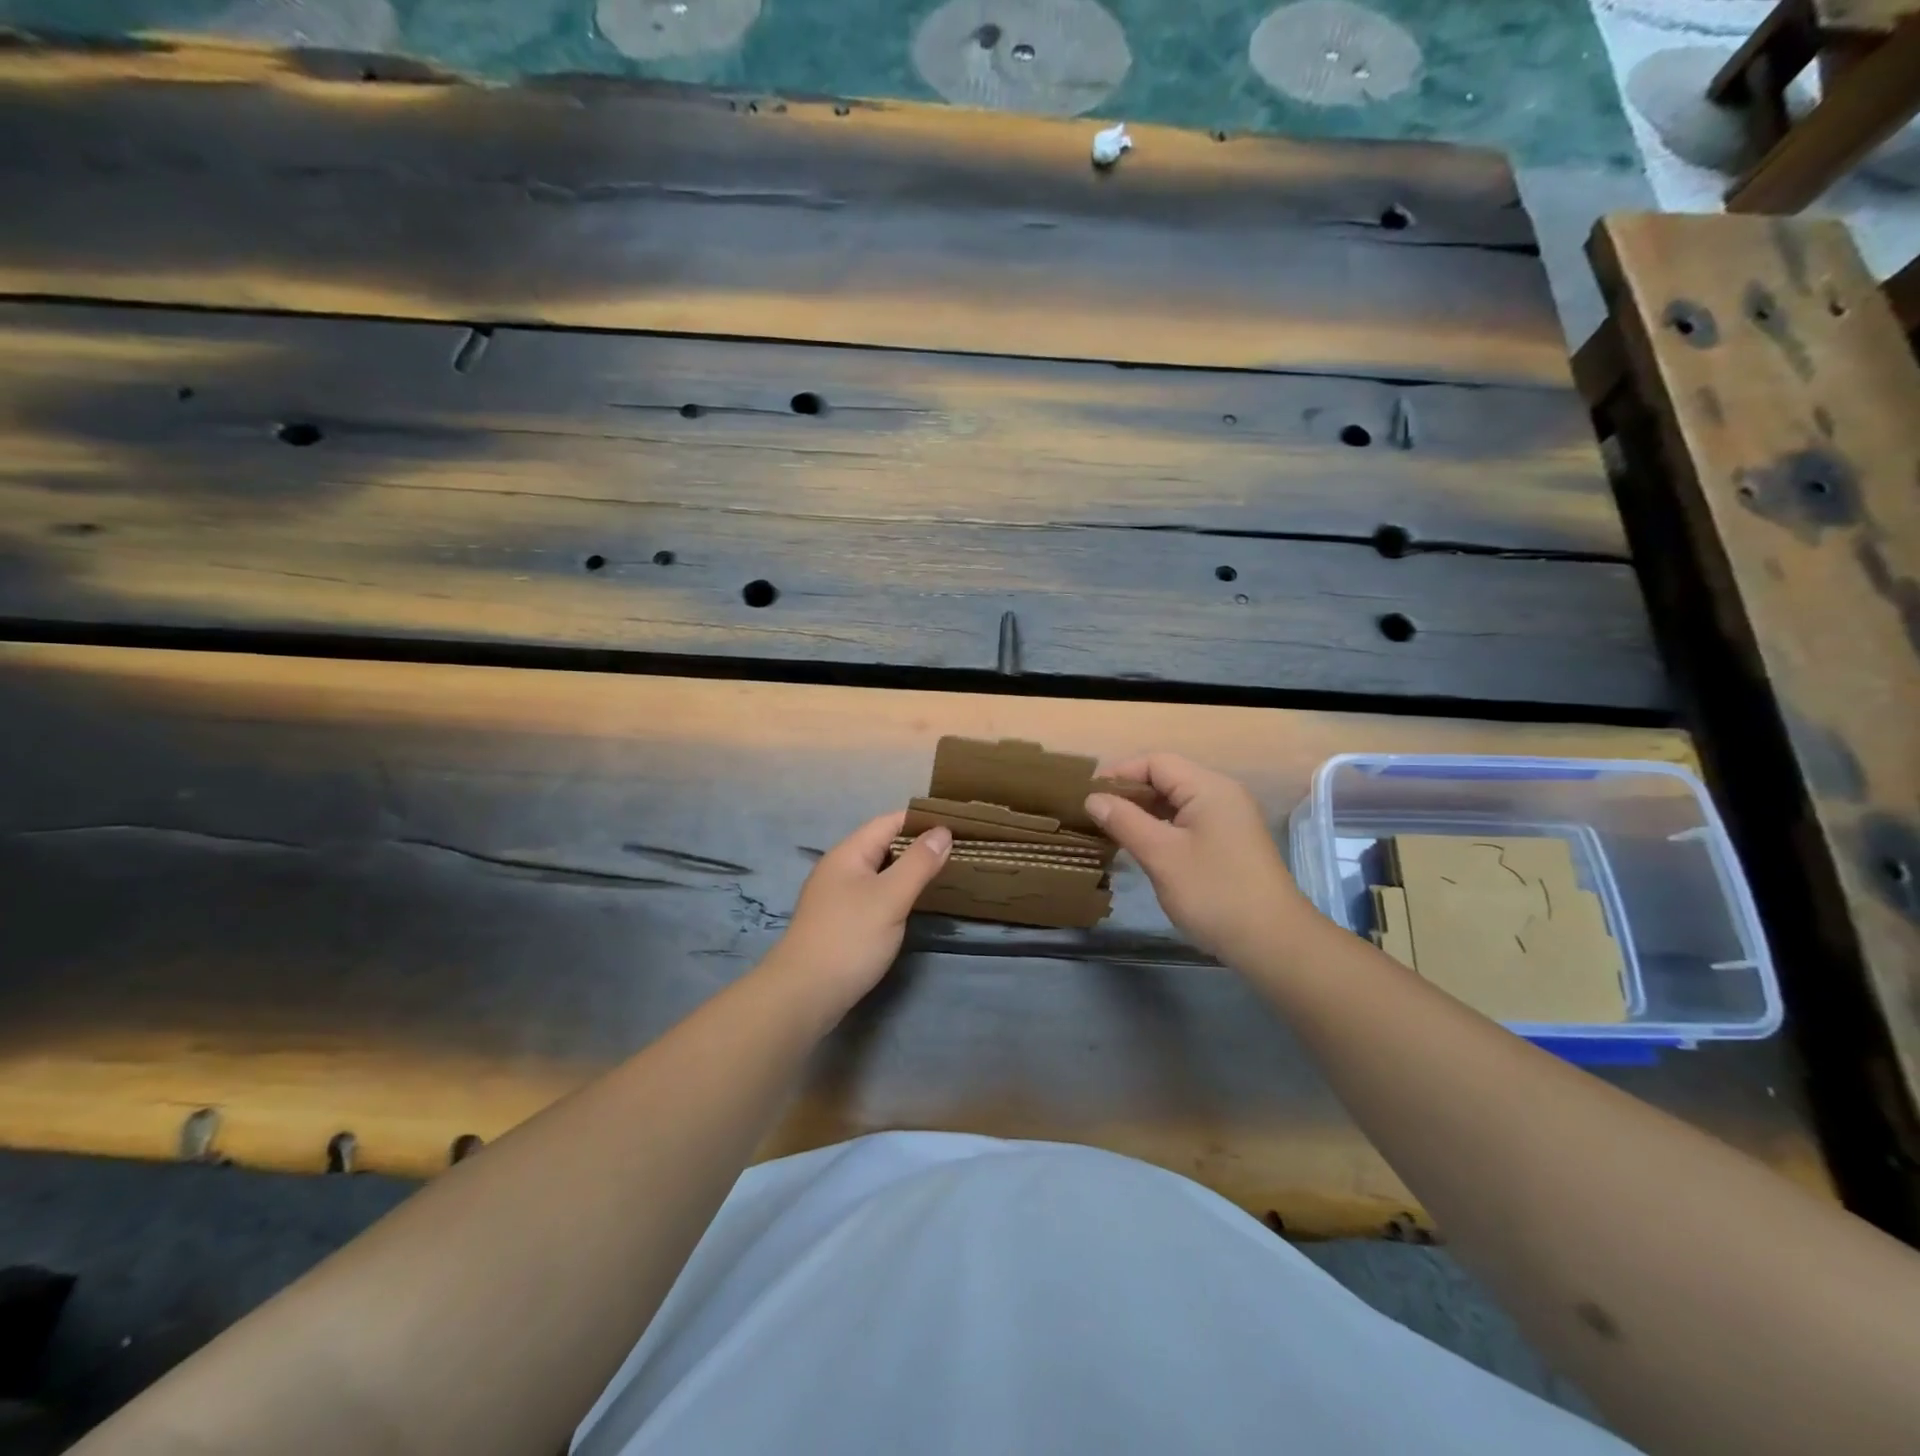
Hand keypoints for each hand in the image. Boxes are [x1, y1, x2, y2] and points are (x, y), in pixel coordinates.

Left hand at [767, 812, 951, 1012]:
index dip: (921, 820)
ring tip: (944, 874)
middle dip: (918, 846)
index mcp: (849, 853)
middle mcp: (840, 869)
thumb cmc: (849, 938)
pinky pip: (874, 896)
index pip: (888, 822)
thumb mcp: (890, 897)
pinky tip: (914, 905)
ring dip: (908, 871)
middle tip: (958, 851)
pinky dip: (896, 894)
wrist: (803, 995)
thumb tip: (942, 831)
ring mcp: (837, 897)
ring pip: (879, 873)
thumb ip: (918, 863)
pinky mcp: (840, 923)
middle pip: (883, 845)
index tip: (957, 824)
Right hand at [1085, 753, 1316, 967]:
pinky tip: (1141, 847)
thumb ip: (1124, 821)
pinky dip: (1161, 828)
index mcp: (1209, 787)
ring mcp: (1228, 819)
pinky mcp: (1229, 843)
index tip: (1087, 796)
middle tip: (1094, 815)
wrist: (1273, 943)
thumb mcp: (1161, 855)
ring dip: (1143, 812)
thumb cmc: (1213, 893)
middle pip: (1166, 778)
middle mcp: (1221, 794)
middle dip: (1129, 793)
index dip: (1119, 773)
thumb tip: (1093, 798)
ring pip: (1176, 802)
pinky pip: (1187, 822)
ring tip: (1110, 830)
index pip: (1155, 762)